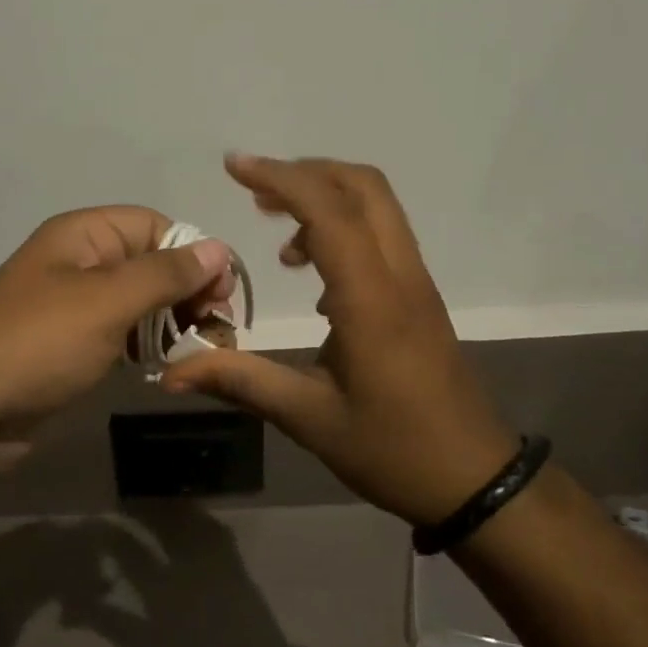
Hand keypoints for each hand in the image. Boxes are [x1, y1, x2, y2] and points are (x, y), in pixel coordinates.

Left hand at [0, 207, 233, 485]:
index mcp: (83, 236)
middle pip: (151, 264)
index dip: (194, 252)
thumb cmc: (36, 345)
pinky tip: (167, 367)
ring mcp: (74, 308)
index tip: (223, 293)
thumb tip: (218, 247)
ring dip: (174, 322)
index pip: (156, 226)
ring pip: (140, 303)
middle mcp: (80, 263)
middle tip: (218, 329)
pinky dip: (148, 347)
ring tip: (201, 352)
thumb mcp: (105, 302)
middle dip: (189, 291)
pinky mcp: (71, 348)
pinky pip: (122, 335)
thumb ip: (165, 274)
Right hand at [162, 155, 515, 524]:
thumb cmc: (392, 449)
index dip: (280, 178)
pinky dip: (342, 227)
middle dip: (305, 174)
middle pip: (363, 186)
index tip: (234, 168)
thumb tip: (172, 370)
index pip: (328, 211)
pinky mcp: (419, 295)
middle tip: (254, 191)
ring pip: (377, 206)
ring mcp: (416, 282)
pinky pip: (382, 235)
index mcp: (371, 299)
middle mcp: (399, 275)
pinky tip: (312, 273)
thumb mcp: (308, 417)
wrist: (475, 479)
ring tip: (278, 238)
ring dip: (324, 199)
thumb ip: (240, 381)